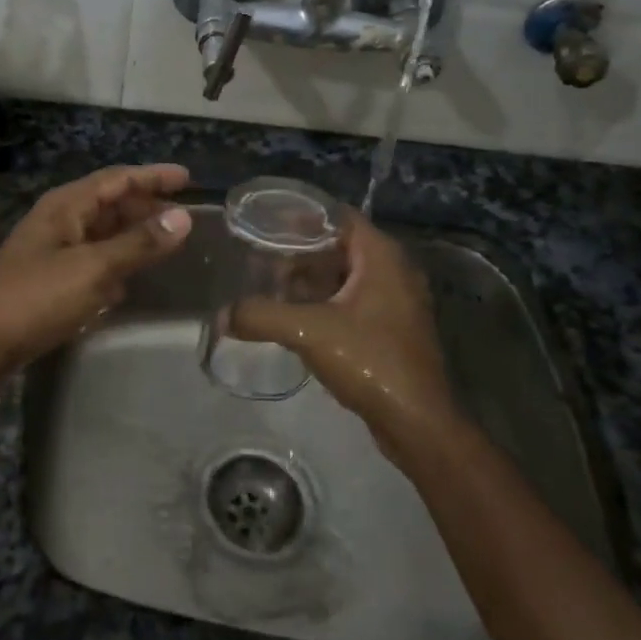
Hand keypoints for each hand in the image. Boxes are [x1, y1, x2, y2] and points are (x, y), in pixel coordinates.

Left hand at [0, 164, 192, 371]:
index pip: (117, 179)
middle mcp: (60, 222)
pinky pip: (94, 263)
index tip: (188, 178)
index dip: (152, 176)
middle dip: (146, 207)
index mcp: (66, 206)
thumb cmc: (36, 297)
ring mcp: (54, 252)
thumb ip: (139, 243)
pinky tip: (136, 279)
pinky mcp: (52, 282)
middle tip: (185, 218)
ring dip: (134, 236)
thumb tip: (184, 218)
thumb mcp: (93, 268)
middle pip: (110, 204)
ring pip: (103, 234)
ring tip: (170, 244)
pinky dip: (118, 264)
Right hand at [231, 213, 468, 472]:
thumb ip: (261, 317)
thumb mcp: (308, 332)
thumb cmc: (370, 361)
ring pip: (346, 277)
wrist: (417, 422)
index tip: (266, 223)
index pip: (340, 217)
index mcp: (382, 258)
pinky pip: (353, 302)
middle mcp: (394, 272)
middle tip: (261, 258)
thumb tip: (222, 316)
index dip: (303, 217)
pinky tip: (296, 318)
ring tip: (271, 286)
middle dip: (301, 252)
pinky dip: (325, 302)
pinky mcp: (392, 330)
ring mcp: (397, 303)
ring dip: (311, 280)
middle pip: (340, 247)